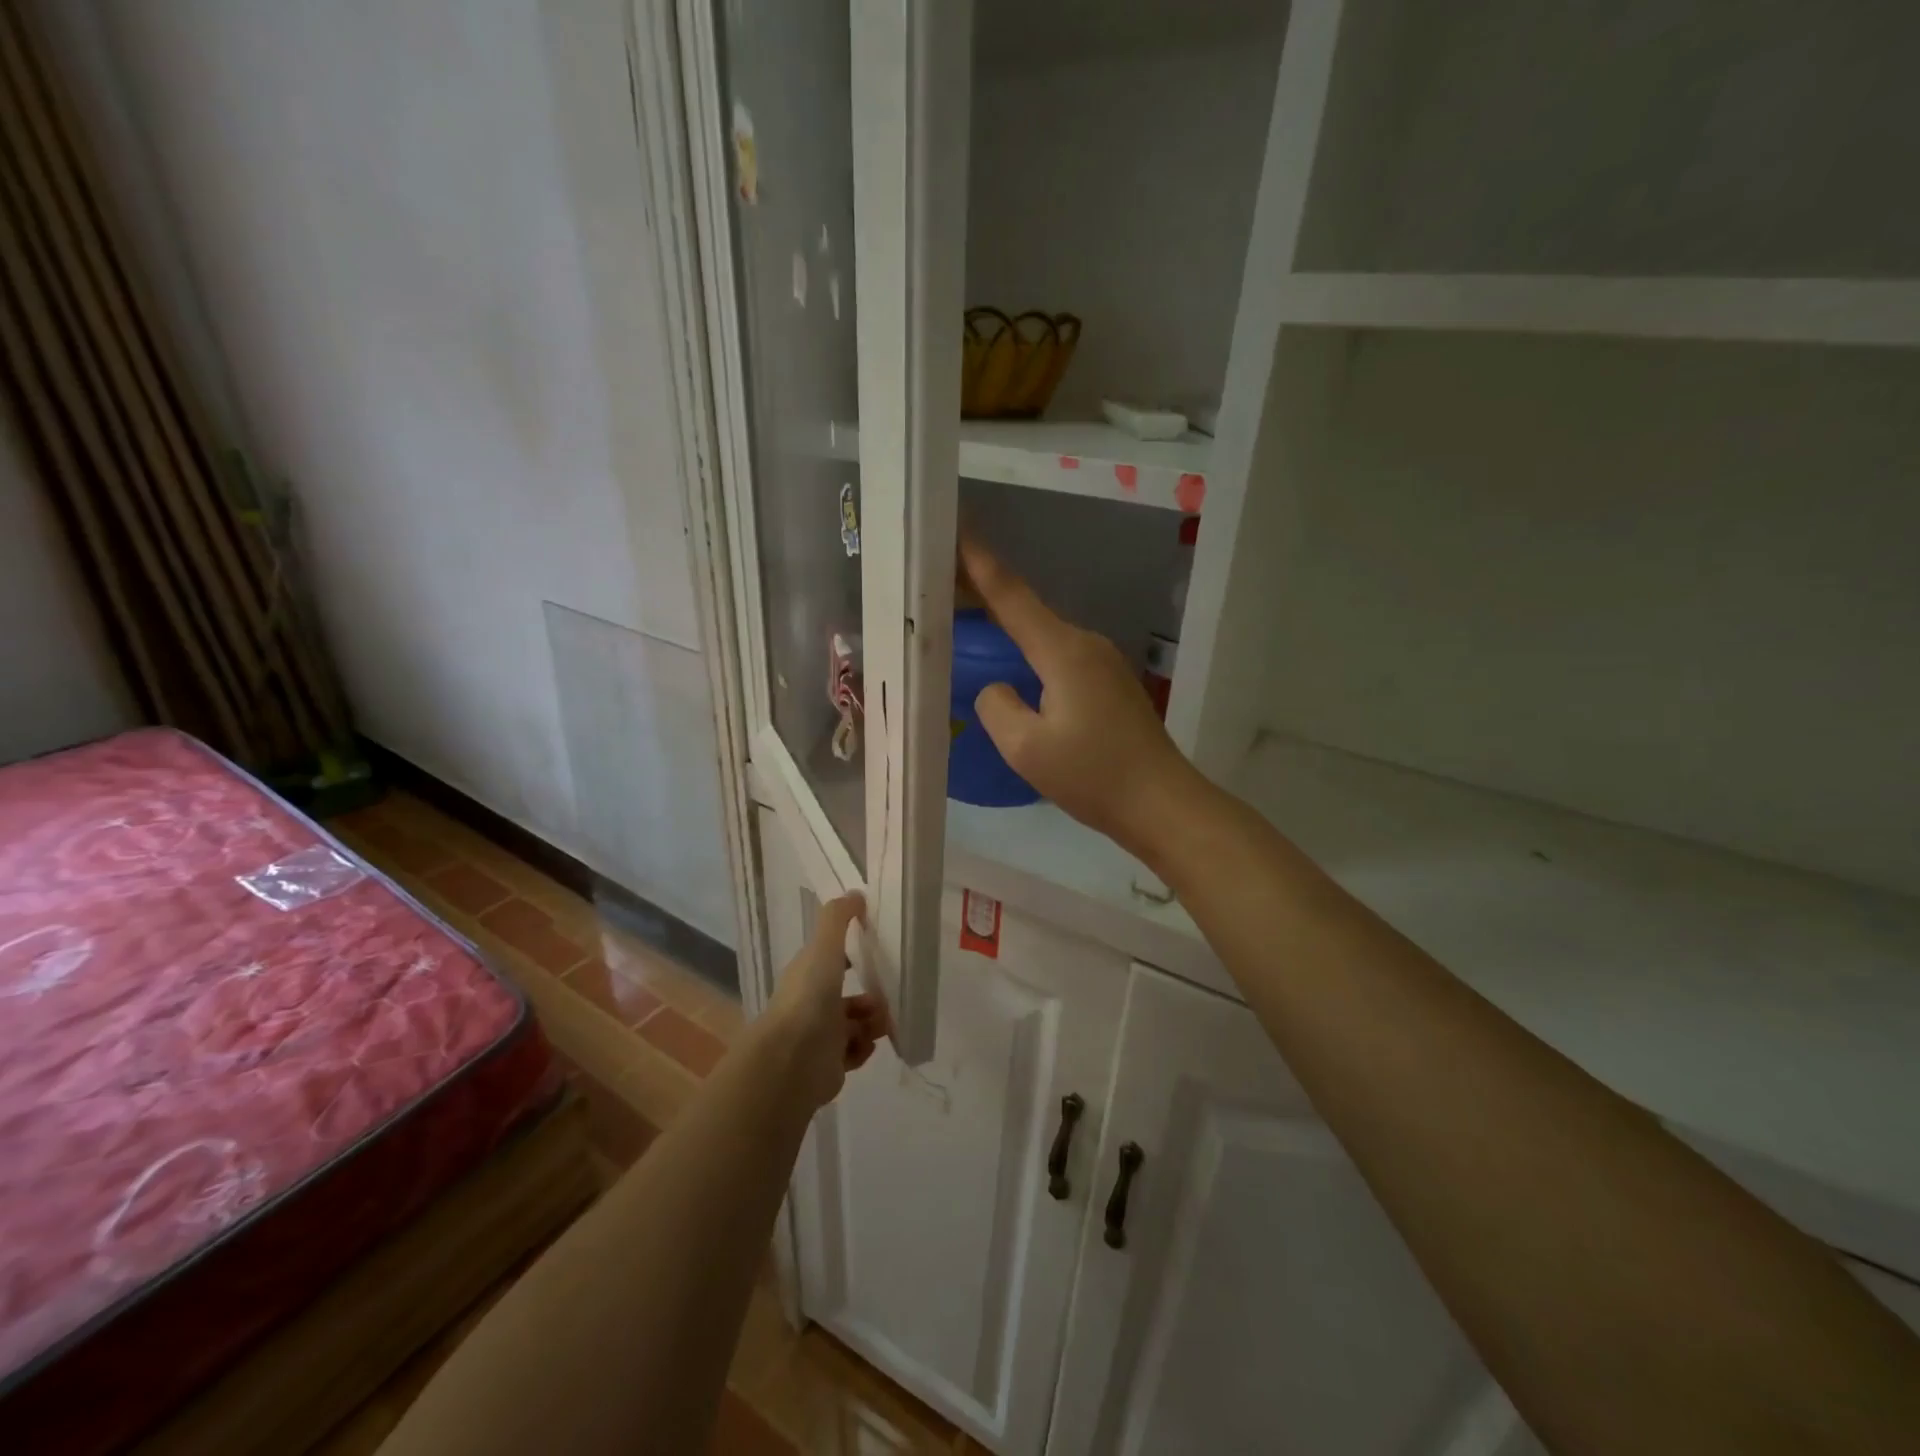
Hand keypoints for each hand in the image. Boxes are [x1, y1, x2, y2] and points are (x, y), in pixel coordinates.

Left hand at [761, 893, 889, 1110]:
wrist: (792, 1062)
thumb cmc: (809, 999)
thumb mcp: (823, 949)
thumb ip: (837, 920)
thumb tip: (856, 894)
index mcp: (807, 976)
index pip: (831, 960)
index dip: (852, 955)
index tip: (877, 954)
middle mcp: (811, 1005)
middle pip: (847, 996)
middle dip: (871, 997)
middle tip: (885, 998)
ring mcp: (819, 1037)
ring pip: (855, 1025)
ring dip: (872, 1022)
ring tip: (881, 1024)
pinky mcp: (829, 1066)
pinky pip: (854, 1053)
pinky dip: (863, 1048)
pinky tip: (866, 1045)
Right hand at [959, 537, 1198, 858]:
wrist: (1163, 804)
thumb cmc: (1093, 776)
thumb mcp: (1026, 749)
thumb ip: (997, 707)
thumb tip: (998, 689)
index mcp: (1063, 650)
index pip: (1011, 596)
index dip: (979, 564)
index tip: (956, 530)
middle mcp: (1085, 644)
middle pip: (1027, 610)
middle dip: (986, 595)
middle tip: (944, 585)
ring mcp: (1103, 663)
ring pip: (1044, 636)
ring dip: (1008, 628)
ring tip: (970, 627)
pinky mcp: (1110, 684)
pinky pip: (1059, 658)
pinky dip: (1030, 654)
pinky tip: (1015, 670)